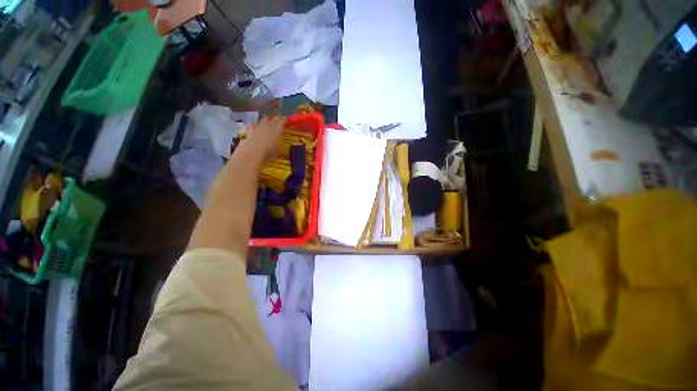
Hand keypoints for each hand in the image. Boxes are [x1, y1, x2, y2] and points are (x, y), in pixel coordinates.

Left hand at [245, 116, 285, 159]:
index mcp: (278, 130)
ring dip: (267, 119)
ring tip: (268, 120)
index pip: (282, 121)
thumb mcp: (277, 150)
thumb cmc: (269, 151)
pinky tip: (255, 125)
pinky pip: (253, 123)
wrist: (253, 151)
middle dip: (277, 117)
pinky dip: (255, 124)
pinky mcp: (251, 128)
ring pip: (264, 118)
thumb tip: (278, 146)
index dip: (285, 119)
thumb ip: (278, 146)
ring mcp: (259, 126)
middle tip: (279, 117)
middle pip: (274, 118)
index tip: (286, 118)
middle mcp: (269, 125)